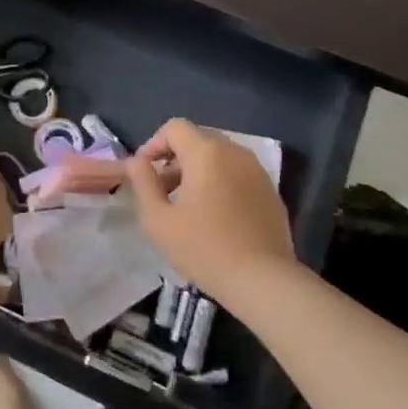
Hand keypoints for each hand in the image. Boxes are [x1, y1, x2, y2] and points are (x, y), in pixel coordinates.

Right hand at [126, 119, 297, 301]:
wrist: (264, 281)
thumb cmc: (205, 249)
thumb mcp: (159, 220)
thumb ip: (143, 183)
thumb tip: (137, 162)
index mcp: (206, 152)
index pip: (174, 127)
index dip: (154, 144)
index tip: (144, 173)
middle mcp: (234, 151)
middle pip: (197, 139)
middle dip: (175, 158)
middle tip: (162, 190)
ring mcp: (257, 170)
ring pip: (219, 156)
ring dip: (198, 170)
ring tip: (187, 205)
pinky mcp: (270, 190)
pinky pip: (237, 173)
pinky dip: (220, 182)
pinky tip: (215, 216)